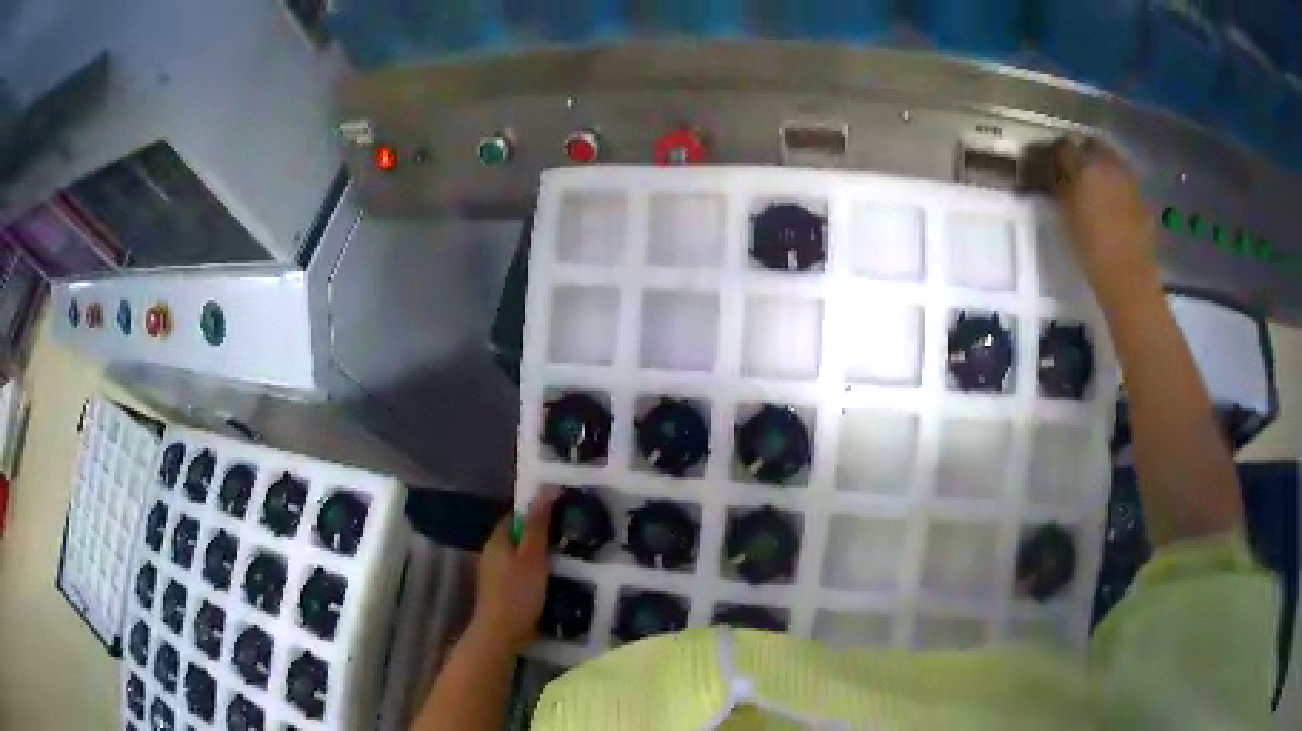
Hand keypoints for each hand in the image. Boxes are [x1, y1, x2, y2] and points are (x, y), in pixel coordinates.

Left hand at [468, 491, 554, 654]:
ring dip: (537, 558)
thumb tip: (546, 488)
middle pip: (516, 538)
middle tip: (567, 537)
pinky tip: (550, 583)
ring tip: (565, 560)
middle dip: (538, 536)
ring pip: (518, 558)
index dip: (535, 512)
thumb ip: (538, 525)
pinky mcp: (500, 594)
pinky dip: (533, 575)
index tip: (559, 514)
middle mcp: (491, 554)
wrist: (500, 635)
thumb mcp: (533, 557)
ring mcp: (493, 576)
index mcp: (497, 541)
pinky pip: (519, 576)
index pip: (514, 516)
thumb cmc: (518, 593)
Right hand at [1046, 137, 1158, 302]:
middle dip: (1084, 152)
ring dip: (1103, 167)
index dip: (1057, 154)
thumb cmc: (1091, 249)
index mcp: (1084, 165)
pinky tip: (1115, 204)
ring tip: (1097, 185)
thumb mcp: (1067, 216)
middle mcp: (1108, 164)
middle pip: (1093, 144)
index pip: (1065, 146)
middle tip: (1076, 169)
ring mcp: (1128, 179)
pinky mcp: (1142, 197)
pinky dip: (1119, 187)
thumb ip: (1062, 188)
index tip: (1053, 165)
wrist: (1128, 277)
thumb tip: (1057, 175)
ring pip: (1112, 160)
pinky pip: (1126, 182)